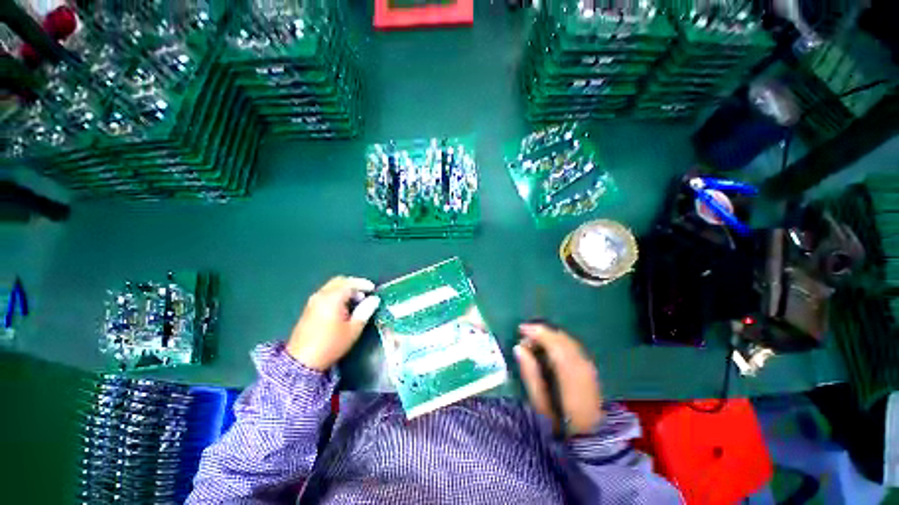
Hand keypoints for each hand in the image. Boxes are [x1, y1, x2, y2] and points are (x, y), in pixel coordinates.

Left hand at [287, 276, 380, 370]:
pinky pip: (326, 294)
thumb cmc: (331, 344)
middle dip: (354, 284)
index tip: (373, 289)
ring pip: (332, 287)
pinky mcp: (309, 309)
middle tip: (365, 294)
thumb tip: (374, 299)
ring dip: (345, 289)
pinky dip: (337, 294)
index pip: (350, 283)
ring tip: (356, 301)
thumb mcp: (353, 329)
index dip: (363, 284)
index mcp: (332, 298)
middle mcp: (321, 295)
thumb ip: (365, 311)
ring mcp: (313, 301)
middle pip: (339, 281)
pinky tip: (343, 307)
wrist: (302, 362)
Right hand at [514, 322, 602, 436]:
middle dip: (542, 332)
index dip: (538, 333)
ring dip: (550, 336)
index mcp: (572, 379)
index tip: (520, 329)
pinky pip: (573, 346)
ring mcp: (590, 368)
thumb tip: (519, 347)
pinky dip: (558, 341)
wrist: (588, 441)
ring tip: (533, 339)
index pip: (556, 346)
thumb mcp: (539, 404)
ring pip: (569, 341)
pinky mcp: (590, 369)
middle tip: (524, 334)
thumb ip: (529, 374)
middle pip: (563, 340)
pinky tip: (548, 345)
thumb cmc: (559, 426)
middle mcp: (584, 369)